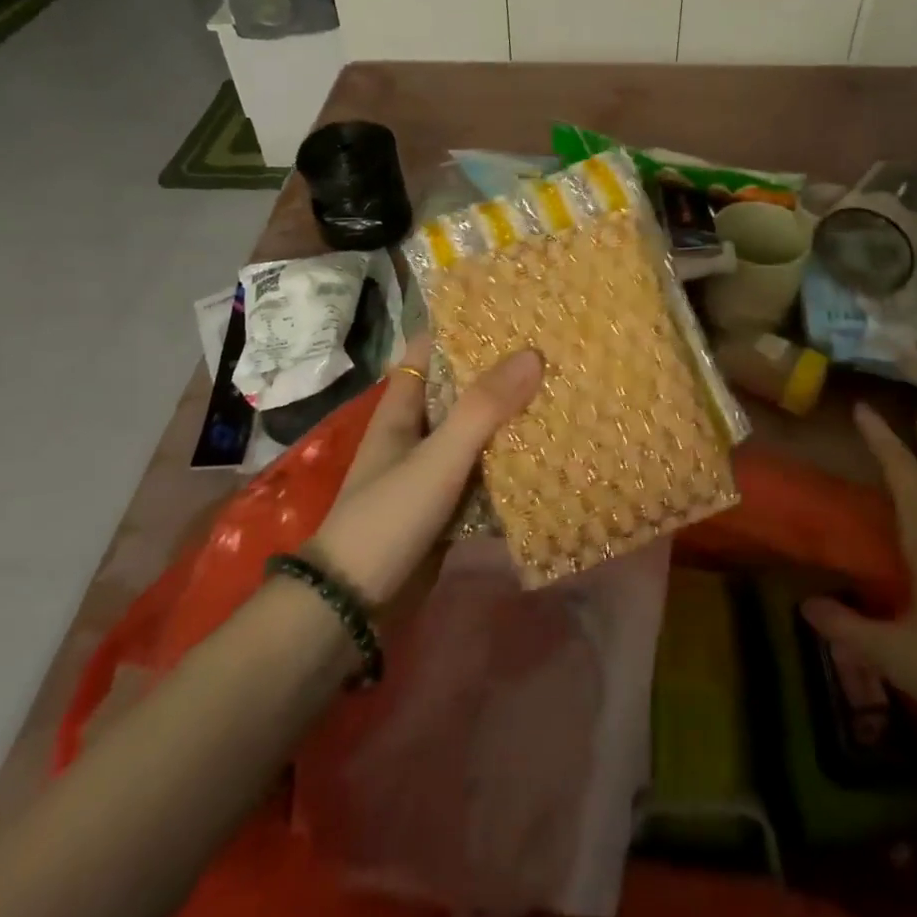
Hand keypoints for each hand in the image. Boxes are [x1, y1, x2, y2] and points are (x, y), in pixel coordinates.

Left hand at [308, 335, 542, 605]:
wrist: (355, 606)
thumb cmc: (387, 517)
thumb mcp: (437, 457)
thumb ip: (482, 409)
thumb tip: (532, 354)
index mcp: (402, 409)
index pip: (427, 350)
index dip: (460, 327)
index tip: (507, 310)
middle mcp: (416, 433)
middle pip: (459, 390)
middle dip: (499, 374)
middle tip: (551, 351)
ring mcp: (432, 471)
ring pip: (476, 434)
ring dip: (510, 420)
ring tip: (561, 394)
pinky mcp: (447, 507)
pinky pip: (485, 476)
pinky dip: (511, 466)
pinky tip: (549, 456)